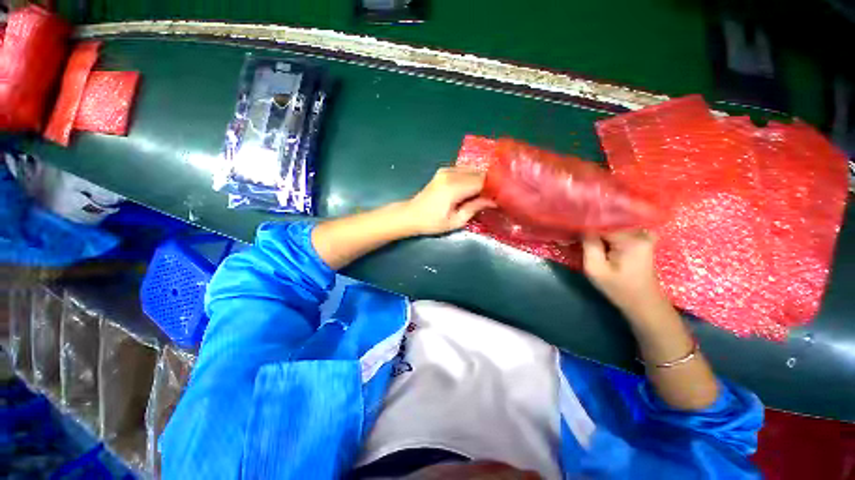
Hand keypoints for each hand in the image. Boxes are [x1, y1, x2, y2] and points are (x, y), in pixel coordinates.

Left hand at [403, 167, 494, 234]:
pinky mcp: (444, 171)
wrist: (410, 215)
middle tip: (499, 194)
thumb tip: (493, 200)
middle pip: (479, 173)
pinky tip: (476, 187)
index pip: (482, 181)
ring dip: (482, 179)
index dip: (495, 187)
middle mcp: (451, 173)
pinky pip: (464, 170)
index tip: (504, 196)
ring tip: (489, 192)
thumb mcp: (455, 221)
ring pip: (472, 169)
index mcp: (454, 187)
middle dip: (490, 182)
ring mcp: (446, 170)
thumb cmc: (431, 222)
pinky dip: (472, 176)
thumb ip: (474, 208)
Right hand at [582, 230, 669, 317]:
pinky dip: (607, 233)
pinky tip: (598, 241)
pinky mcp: (642, 239)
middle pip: (607, 223)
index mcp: (630, 239)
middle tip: (576, 238)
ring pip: (612, 225)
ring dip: (598, 231)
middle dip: (591, 228)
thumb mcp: (596, 269)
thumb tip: (581, 227)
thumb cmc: (619, 288)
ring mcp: (643, 234)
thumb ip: (588, 245)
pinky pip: (619, 229)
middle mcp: (640, 232)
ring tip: (586, 240)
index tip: (571, 232)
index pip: (601, 223)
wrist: (644, 302)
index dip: (584, 227)